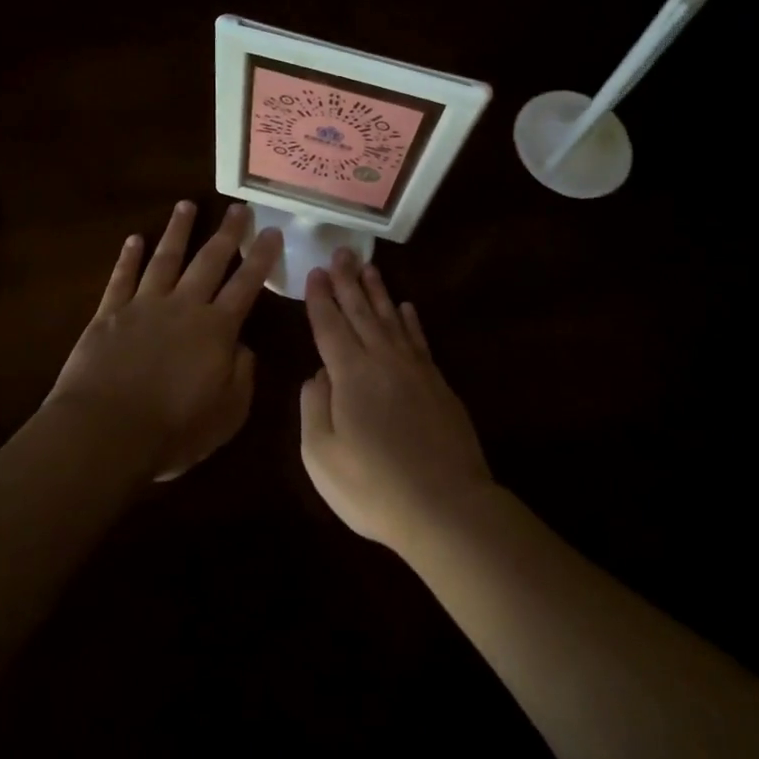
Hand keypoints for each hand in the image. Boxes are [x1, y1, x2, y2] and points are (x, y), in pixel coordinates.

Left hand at [49, 200, 281, 481]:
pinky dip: (128, 257)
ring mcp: (144, 306)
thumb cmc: (174, 430)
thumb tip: (243, 346)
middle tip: (239, 208)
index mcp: (217, 329)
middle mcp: (184, 306)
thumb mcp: (228, 413)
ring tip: (187, 205)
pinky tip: (134, 239)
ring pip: (165, 258)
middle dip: (227, 233)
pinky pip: (121, 278)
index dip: (261, 257)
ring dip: (178, 230)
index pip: (246, 284)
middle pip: (209, 260)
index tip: (272, 232)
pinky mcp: (109, 314)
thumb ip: (242, 375)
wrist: (105, 432)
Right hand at [299, 250, 493, 553]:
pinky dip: (411, 320)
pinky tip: (407, 307)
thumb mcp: (322, 456)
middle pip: (362, 311)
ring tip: (369, 268)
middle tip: (341, 252)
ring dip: (379, 292)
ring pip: (392, 318)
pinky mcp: (438, 383)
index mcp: (350, 374)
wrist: (445, 506)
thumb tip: (316, 374)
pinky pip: (419, 339)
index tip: (315, 271)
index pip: (330, 325)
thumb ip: (313, 408)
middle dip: (348, 281)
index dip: (321, 298)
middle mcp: (383, 360)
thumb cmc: (374, 487)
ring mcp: (415, 369)